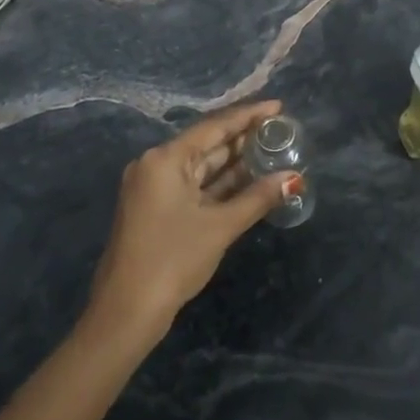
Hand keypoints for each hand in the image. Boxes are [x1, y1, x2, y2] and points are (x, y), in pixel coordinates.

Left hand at [87, 100, 300, 338]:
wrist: (126, 313)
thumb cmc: (173, 260)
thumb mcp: (220, 226)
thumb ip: (258, 197)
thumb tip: (293, 177)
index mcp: (165, 160)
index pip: (214, 127)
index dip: (248, 115)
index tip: (278, 106)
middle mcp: (156, 165)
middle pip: (207, 144)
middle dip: (244, 138)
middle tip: (280, 129)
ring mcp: (155, 188)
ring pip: (203, 167)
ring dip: (235, 162)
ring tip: (273, 150)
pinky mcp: (157, 209)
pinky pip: (195, 186)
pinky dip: (221, 183)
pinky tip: (251, 179)